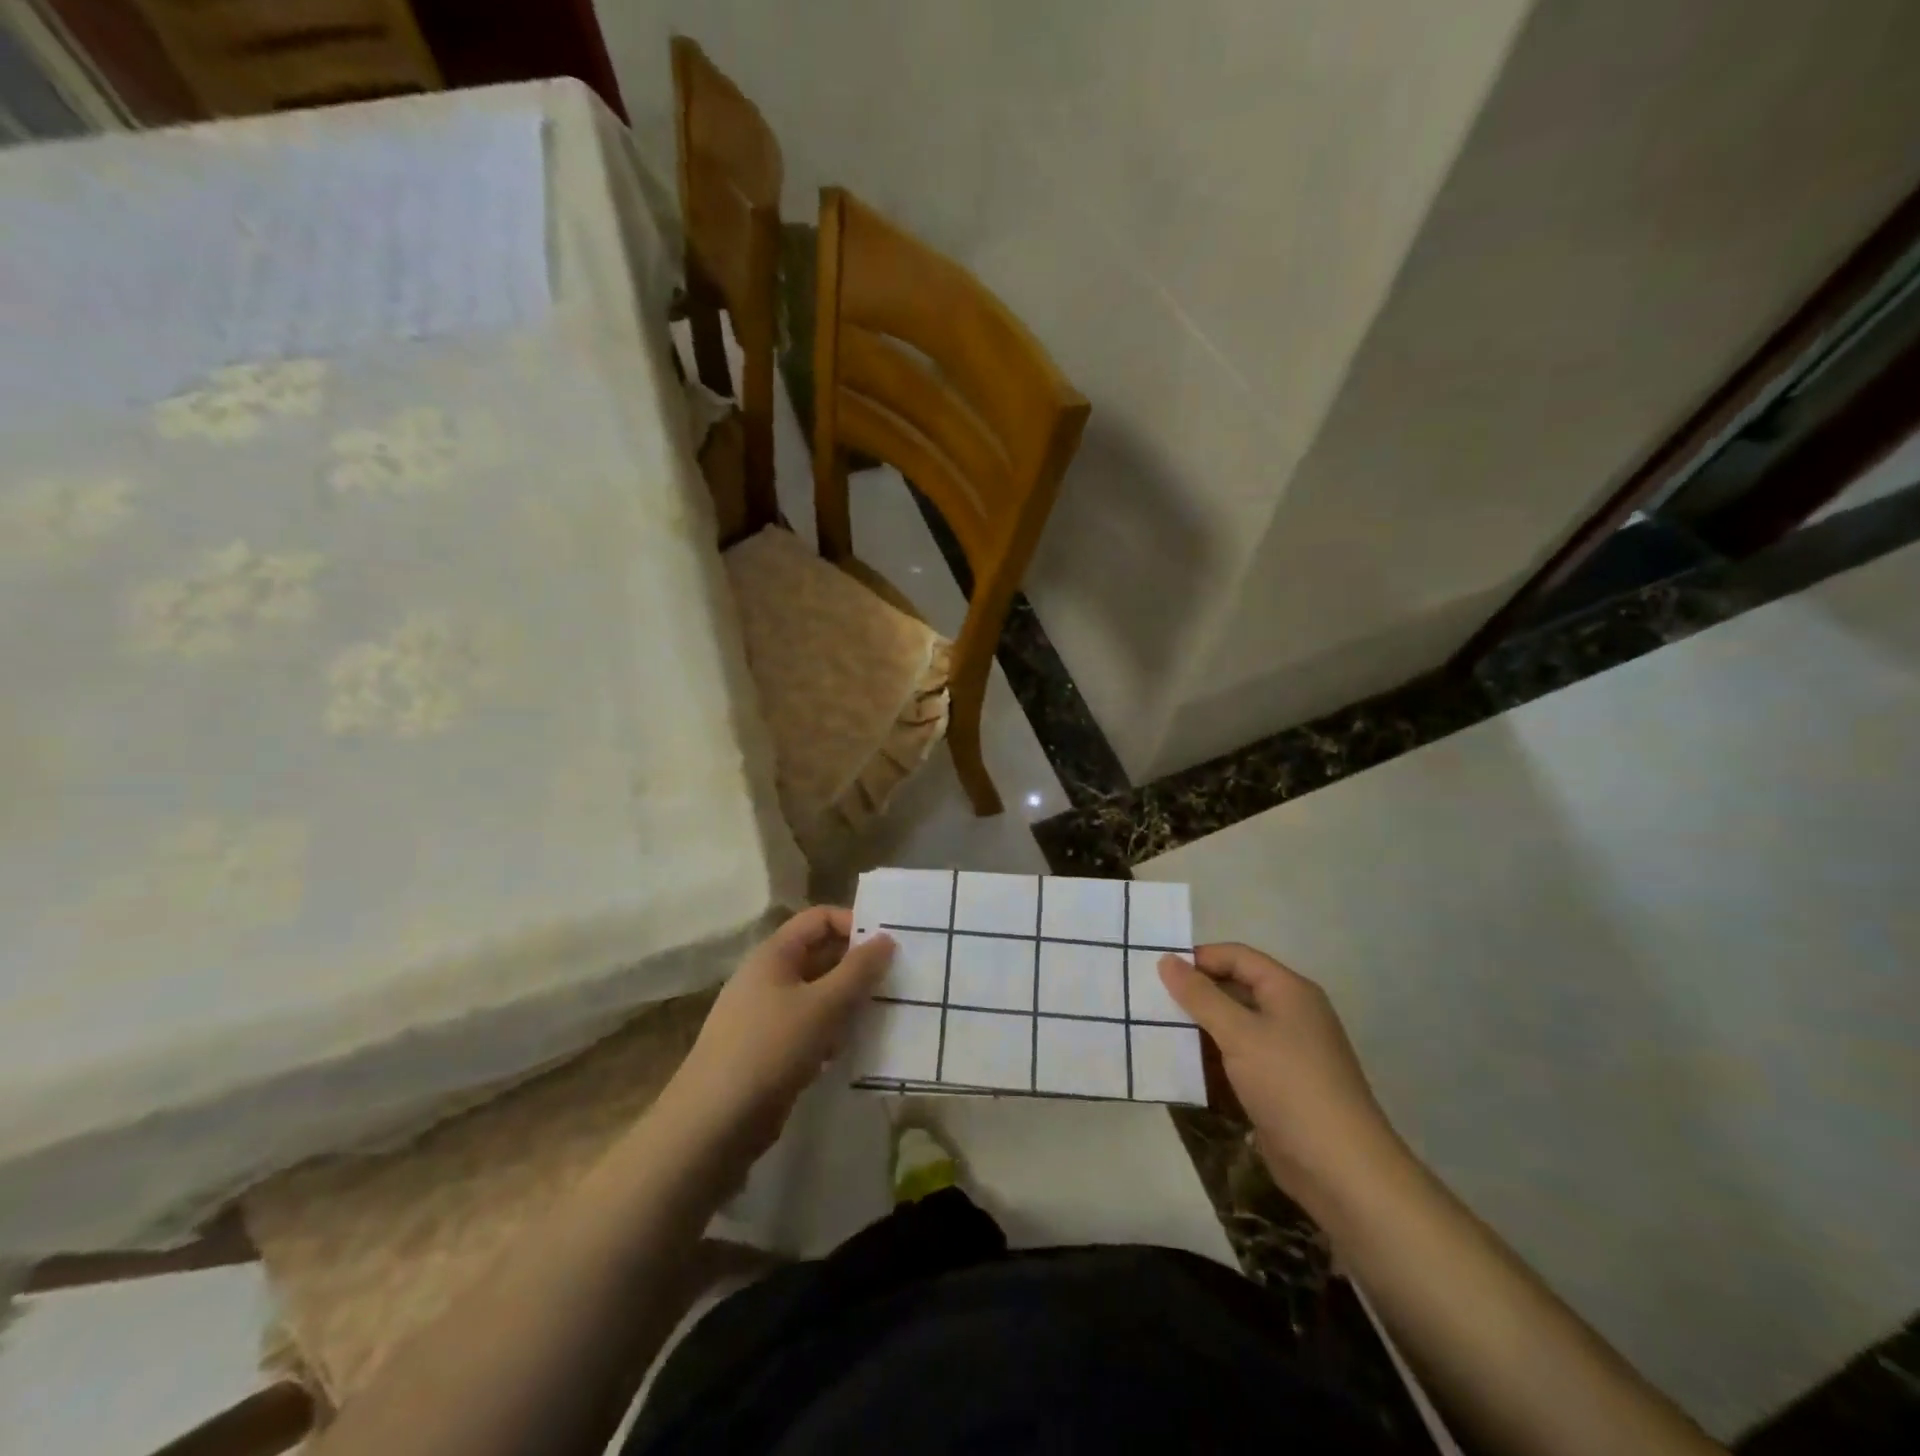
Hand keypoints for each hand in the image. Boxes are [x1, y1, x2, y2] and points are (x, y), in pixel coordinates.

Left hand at [663, 907, 894, 1164]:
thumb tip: (886, 938)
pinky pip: (808, 1027)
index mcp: (774, 954)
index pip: (818, 919)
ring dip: (848, 1001)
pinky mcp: (767, 1051)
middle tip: (896, 981)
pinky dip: (831, 1031)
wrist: (713, 1124)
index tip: (888, 946)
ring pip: (817, 994)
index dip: (853, 924)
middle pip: (819, 955)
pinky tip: (852, 1049)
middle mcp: (767, 977)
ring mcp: (765, 1015)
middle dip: (856, 966)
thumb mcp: (824, 1005)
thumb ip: (858, 971)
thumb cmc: (771, 1049)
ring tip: (882, 1015)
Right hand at [1159, 943, 1401, 1213]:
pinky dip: (1212, 1058)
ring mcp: (1285, 1051)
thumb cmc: (1290, 1085)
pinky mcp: (1278, 1085)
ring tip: (1156, 1031)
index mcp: (1289, 990)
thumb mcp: (1239, 1034)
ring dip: (1199, 1028)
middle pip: (1234, 988)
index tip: (1158, 972)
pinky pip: (1238, 1058)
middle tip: (1150, 1001)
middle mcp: (1289, 1014)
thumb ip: (1200, 996)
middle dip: (1195, 994)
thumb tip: (1166, 960)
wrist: (1341, 1169)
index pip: (1236, 956)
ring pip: (1233, 1026)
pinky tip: (1181, 1065)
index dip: (1198, 958)